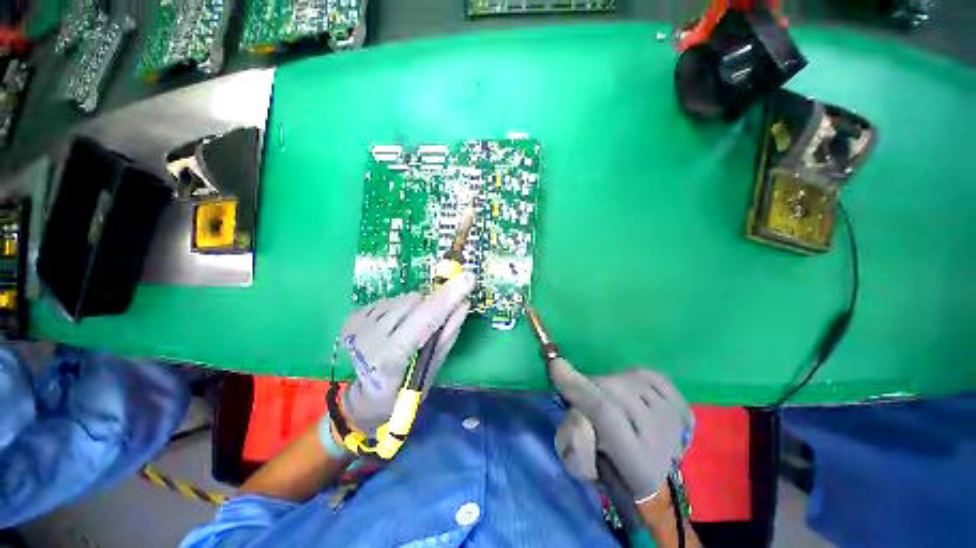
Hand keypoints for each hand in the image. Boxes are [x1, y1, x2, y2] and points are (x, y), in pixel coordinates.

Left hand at [341, 273, 475, 433]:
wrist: (365, 396)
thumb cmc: (402, 391)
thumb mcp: (430, 372)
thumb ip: (446, 337)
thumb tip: (463, 306)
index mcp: (390, 359)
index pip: (422, 321)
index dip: (446, 300)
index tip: (467, 279)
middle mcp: (370, 337)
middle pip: (414, 302)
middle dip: (430, 307)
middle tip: (430, 326)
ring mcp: (359, 325)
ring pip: (403, 298)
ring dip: (416, 309)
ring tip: (410, 330)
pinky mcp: (355, 316)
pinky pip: (391, 299)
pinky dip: (401, 309)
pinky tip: (395, 327)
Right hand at [551, 359, 692, 501]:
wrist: (650, 477)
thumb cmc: (607, 470)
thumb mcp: (581, 467)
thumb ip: (574, 446)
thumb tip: (577, 415)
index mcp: (636, 462)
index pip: (605, 412)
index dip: (578, 387)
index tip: (555, 365)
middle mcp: (661, 437)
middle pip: (614, 389)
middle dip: (588, 385)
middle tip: (580, 395)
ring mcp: (673, 418)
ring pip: (627, 379)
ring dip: (606, 383)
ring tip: (604, 399)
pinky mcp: (680, 403)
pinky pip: (646, 374)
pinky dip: (629, 377)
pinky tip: (626, 393)